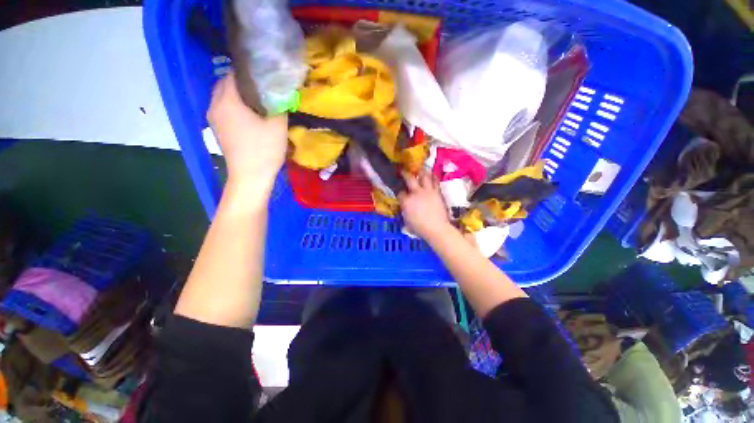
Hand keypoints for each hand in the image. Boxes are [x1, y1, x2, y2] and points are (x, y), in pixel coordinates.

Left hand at [207, 72, 287, 188]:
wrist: (250, 177)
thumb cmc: (264, 150)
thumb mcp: (278, 126)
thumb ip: (279, 105)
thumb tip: (280, 93)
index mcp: (227, 100)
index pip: (233, 74)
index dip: (249, 72)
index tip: (265, 75)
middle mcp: (214, 105)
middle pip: (224, 84)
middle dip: (242, 82)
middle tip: (262, 88)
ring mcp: (213, 119)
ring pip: (222, 97)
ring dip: (237, 95)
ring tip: (257, 101)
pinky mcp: (217, 130)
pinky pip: (223, 109)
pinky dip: (233, 107)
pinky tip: (249, 116)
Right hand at [398, 171, 453, 240]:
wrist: (436, 229)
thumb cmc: (419, 228)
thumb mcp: (406, 221)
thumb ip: (405, 211)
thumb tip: (405, 207)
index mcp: (406, 201)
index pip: (400, 192)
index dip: (399, 191)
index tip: (399, 191)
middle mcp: (416, 193)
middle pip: (409, 178)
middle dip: (405, 173)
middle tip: (403, 170)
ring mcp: (427, 191)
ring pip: (424, 176)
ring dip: (421, 171)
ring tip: (419, 168)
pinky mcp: (437, 192)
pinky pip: (435, 181)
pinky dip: (433, 177)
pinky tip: (431, 175)